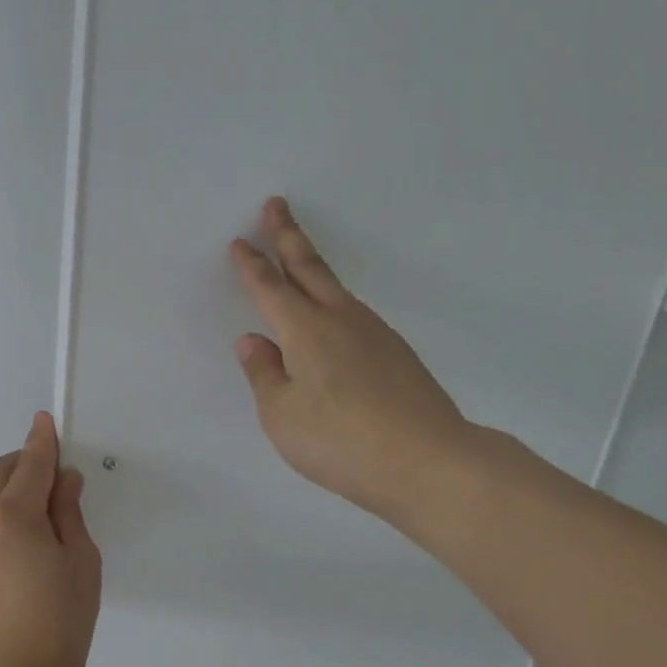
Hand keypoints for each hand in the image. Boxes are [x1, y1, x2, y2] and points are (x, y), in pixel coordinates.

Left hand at [0, 412, 102, 666]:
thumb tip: (63, 481)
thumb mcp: (81, 562)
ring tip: (38, 502)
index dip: (42, 440)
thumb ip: (69, 513)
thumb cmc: (61, 621)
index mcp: (13, 515)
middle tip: (53, 471)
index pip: (30, 464)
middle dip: (23, 461)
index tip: (47, 420)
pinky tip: (19, 531)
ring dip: (6, 484)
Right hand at [230, 197, 474, 527]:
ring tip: (299, 259)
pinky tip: (333, 320)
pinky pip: (354, 314)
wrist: (427, 461)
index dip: (252, 265)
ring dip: (313, 268)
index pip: (270, 288)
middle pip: (310, 268)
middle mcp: (340, 320)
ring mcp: (374, 333)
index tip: (240, 242)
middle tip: (276, 205)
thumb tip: (253, 341)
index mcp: (305, 331)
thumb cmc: (340, 441)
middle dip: (289, 236)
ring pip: (336, 289)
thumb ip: (264, 375)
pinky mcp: (396, 353)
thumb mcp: (282, 415)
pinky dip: (334, 302)